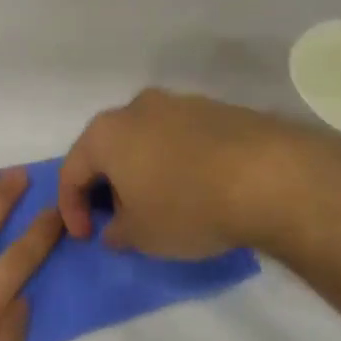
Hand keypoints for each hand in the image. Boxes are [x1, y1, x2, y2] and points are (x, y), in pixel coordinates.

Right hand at [57, 89, 340, 258]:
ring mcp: (179, 103)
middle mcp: (137, 107)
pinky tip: (197, 188)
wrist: (268, 175)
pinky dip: (177, 162)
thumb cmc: (188, 206)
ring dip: (144, 170)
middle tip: (121, 219)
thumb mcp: (142, 235)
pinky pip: (181, 138)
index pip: (71, 170)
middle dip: (108, 185)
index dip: (71, 208)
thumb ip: (117, 232)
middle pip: (108, 148)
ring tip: (162, 205)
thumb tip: (115, 228)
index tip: (88, 237)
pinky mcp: (215, 109)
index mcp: (106, 133)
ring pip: (146, 139)